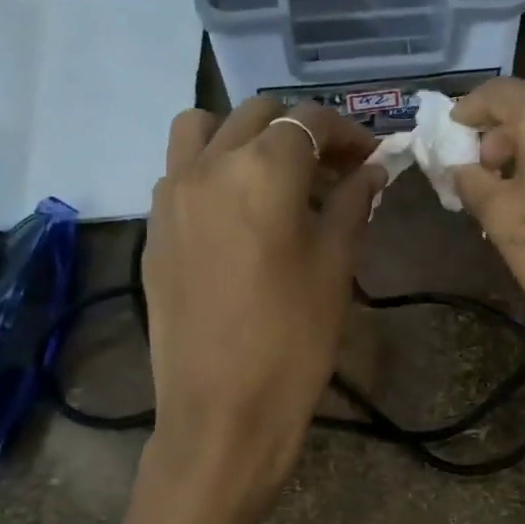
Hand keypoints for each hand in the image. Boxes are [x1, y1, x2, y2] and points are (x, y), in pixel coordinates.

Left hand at [142, 98, 383, 495]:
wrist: (222, 409)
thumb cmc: (294, 339)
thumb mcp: (336, 266)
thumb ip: (353, 205)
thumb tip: (372, 171)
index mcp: (262, 171)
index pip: (308, 121)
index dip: (346, 131)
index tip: (371, 156)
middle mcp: (208, 165)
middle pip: (257, 114)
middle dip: (301, 130)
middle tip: (334, 168)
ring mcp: (170, 193)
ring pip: (204, 128)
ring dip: (245, 135)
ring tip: (275, 175)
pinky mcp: (153, 227)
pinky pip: (180, 168)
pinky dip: (213, 166)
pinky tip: (240, 211)